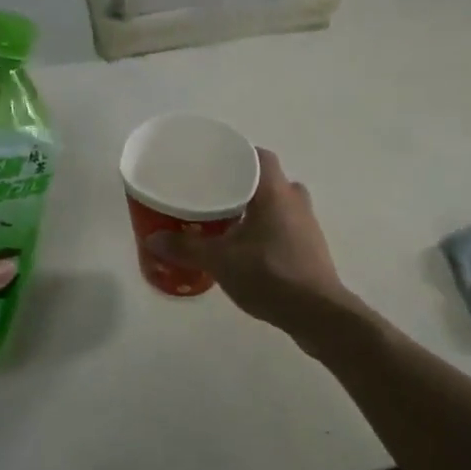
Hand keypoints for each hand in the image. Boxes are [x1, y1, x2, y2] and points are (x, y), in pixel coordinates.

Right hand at [147, 148, 346, 333]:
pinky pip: (285, 227)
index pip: (259, 156)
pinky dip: (266, 230)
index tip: (214, 164)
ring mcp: (307, 225)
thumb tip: (153, 239)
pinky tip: (246, 249)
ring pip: (277, 205)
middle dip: (242, 186)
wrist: (317, 314)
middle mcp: (295, 201)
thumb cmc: (269, 274)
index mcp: (275, 192)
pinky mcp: (311, 249)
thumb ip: (186, 247)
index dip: (237, 155)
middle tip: (213, 195)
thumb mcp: (220, 261)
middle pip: (267, 180)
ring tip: (225, 222)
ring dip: (255, 210)